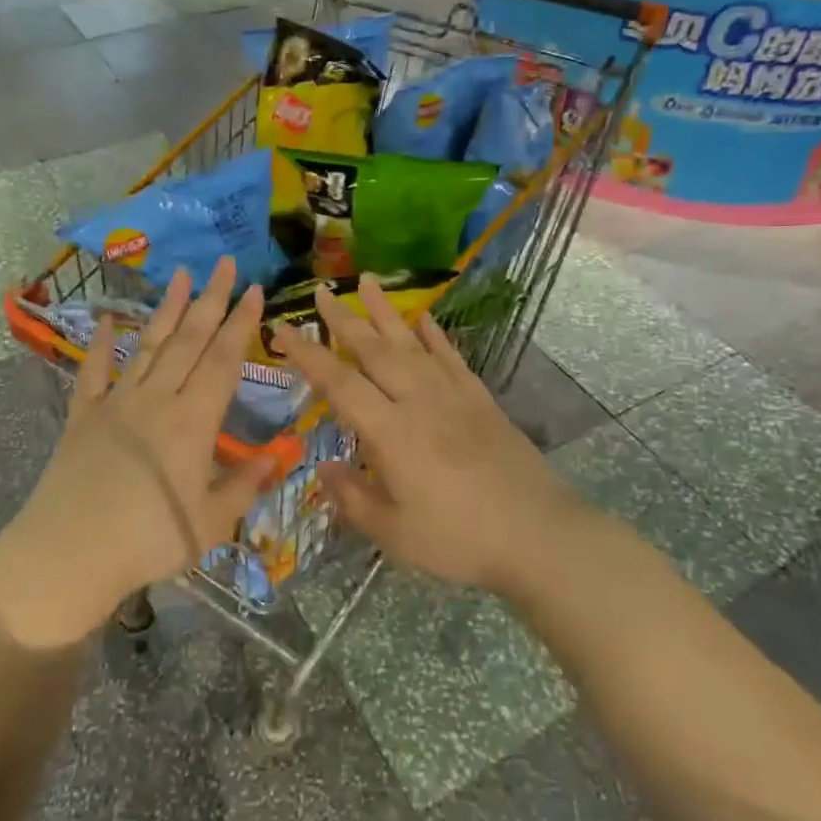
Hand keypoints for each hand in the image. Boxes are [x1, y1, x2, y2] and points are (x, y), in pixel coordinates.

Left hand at [0, 259, 270, 647]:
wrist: (68, 553)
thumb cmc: (149, 541)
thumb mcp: (211, 522)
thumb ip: (245, 485)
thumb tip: (277, 458)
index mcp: (194, 420)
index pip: (224, 359)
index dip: (242, 323)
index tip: (255, 290)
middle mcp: (157, 398)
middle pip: (189, 339)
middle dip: (212, 299)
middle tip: (226, 264)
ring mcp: (116, 403)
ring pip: (148, 345)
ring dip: (168, 309)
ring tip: (183, 275)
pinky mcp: (83, 416)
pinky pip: (93, 372)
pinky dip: (99, 345)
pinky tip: (103, 320)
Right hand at [272, 274, 581, 592]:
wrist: (537, 534)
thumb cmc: (458, 539)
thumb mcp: (394, 534)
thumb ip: (353, 498)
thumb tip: (323, 469)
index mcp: (391, 432)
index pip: (339, 383)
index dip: (307, 355)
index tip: (282, 329)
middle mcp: (418, 401)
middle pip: (374, 350)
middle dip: (343, 319)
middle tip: (322, 290)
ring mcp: (453, 395)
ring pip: (411, 343)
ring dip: (385, 312)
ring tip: (367, 282)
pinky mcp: (480, 399)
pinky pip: (450, 356)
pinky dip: (434, 334)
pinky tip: (423, 318)